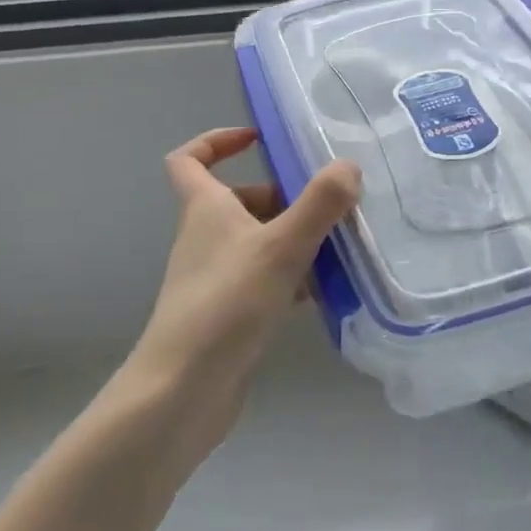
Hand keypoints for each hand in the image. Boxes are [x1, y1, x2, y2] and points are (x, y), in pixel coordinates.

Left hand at [119, 127, 359, 458]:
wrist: (183, 392)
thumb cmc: (226, 305)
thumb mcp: (280, 247)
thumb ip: (319, 204)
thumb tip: (348, 166)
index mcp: (205, 210)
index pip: (189, 159)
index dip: (217, 141)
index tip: (258, 139)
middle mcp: (206, 238)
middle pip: (240, 201)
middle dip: (284, 197)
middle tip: (329, 204)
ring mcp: (216, 278)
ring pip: (259, 242)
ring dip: (295, 238)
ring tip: (342, 244)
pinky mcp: (229, 313)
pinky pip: (266, 280)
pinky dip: (294, 278)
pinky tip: (328, 291)